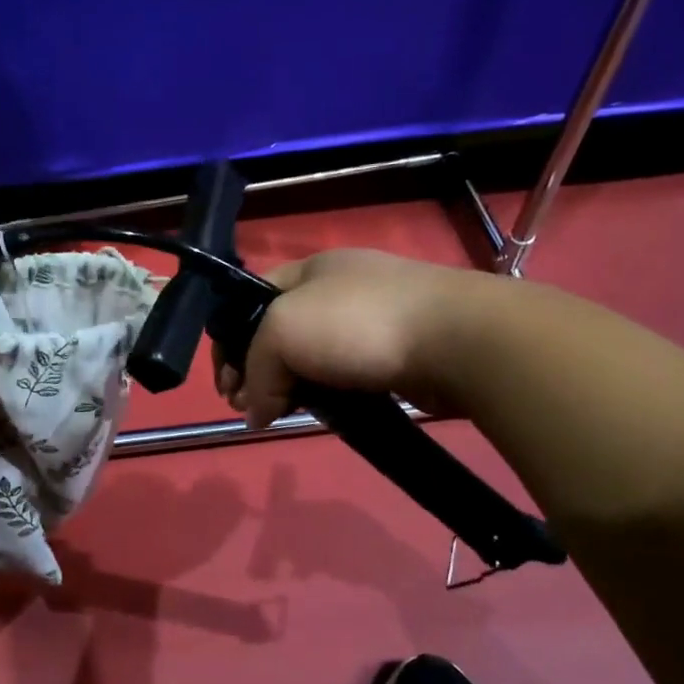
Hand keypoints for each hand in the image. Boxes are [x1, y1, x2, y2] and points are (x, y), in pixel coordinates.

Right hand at [212, 249, 476, 427]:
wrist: (457, 341)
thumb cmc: (359, 323)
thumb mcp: (283, 331)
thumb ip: (257, 370)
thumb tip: (257, 414)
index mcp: (308, 270)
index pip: (248, 299)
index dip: (229, 340)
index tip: (226, 383)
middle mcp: (335, 291)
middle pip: (276, 333)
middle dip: (254, 370)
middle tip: (247, 406)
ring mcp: (367, 324)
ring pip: (309, 360)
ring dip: (288, 388)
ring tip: (280, 414)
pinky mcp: (392, 357)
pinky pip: (342, 377)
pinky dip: (325, 396)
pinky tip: (320, 412)